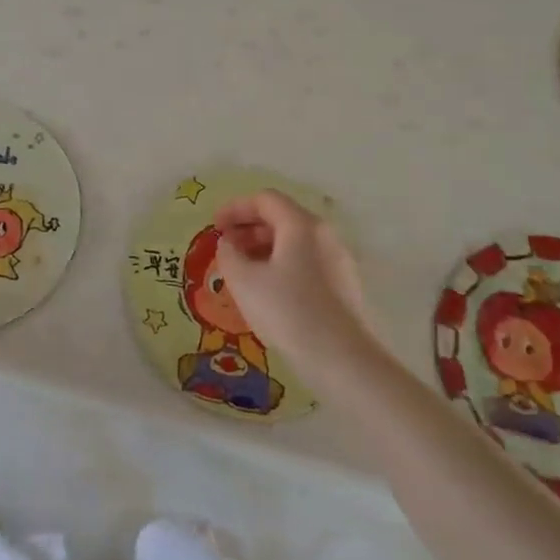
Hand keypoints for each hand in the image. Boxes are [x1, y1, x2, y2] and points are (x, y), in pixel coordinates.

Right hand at [214, 190, 384, 384]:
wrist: (342, 360)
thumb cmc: (288, 311)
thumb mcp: (244, 281)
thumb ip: (228, 254)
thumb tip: (228, 243)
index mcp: (301, 225)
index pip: (264, 200)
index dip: (235, 208)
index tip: (215, 227)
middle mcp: (324, 235)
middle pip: (282, 218)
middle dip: (249, 228)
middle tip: (226, 248)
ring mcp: (338, 260)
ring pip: (295, 242)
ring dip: (264, 248)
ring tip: (243, 272)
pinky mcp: (344, 285)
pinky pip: (306, 262)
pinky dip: (282, 264)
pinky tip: (268, 291)